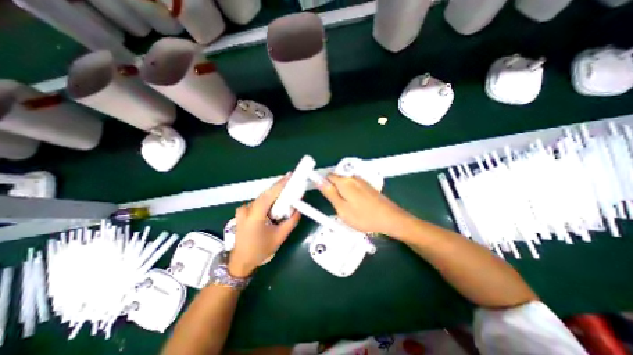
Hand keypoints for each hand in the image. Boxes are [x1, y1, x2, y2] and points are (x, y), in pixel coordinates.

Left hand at [227, 176, 300, 277]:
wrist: (241, 261)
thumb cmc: (260, 251)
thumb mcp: (280, 237)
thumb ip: (291, 222)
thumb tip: (299, 209)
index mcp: (254, 217)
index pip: (268, 196)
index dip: (279, 185)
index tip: (290, 176)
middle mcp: (246, 210)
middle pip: (265, 194)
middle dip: (279, 188)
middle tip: (292, 182)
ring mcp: (242, 210)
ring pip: (262, 198)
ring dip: (274, 194)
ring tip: (287, 192)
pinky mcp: (243, 212)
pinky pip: (259, 202)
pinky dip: (269, 200)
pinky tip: (276, 203)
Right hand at [320, 173, 413, 236]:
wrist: (390, 219)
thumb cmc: (364, 217)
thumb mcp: (342, 208)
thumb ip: (329, 193)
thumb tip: (318, 180)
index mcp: (344, 182)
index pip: (327, 176)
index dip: (323, 185)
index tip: (326, 196)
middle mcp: (353, 177)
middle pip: (336, 179)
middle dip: (333, 190)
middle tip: (338, 205)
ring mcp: (361, 180)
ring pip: (344, 183)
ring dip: (342, 192)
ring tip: (349, 207)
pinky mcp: (367, 185)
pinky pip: (353, 186)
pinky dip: (350, 193)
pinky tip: (357, 205)